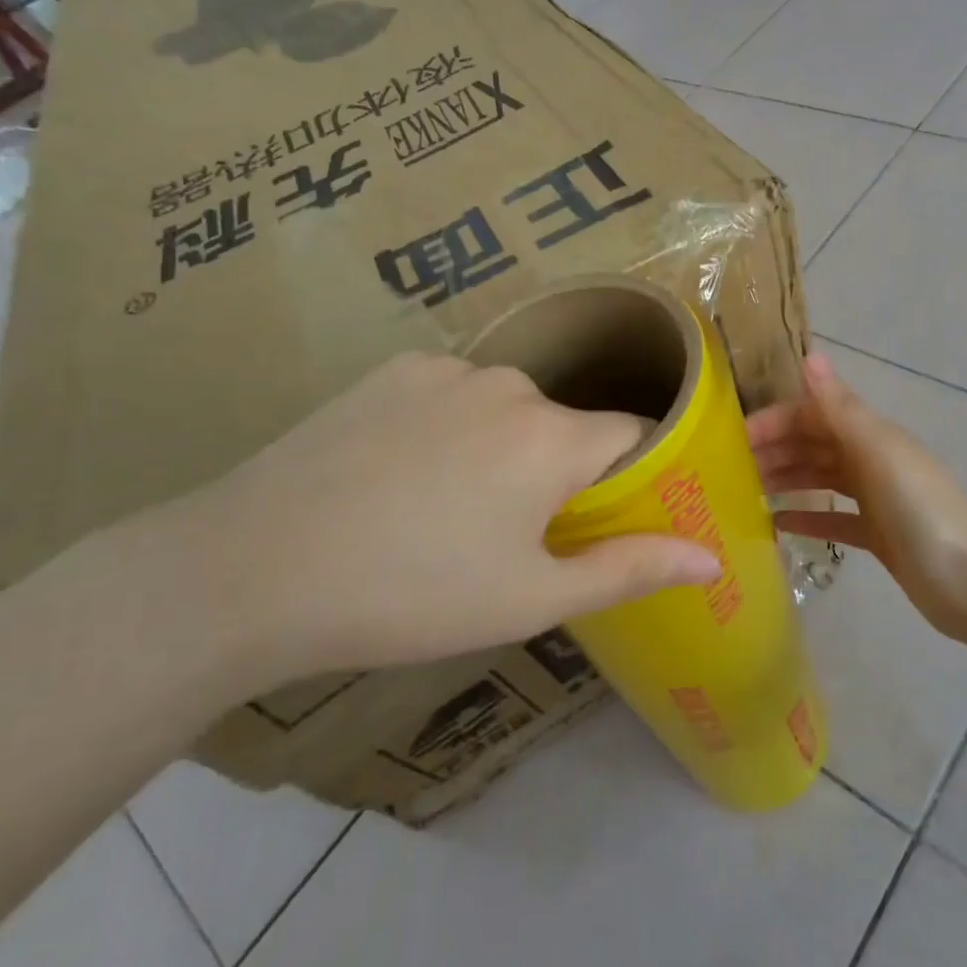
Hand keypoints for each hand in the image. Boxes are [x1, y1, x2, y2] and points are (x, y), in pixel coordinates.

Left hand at [172, 353, 721, 682]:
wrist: (255, 567)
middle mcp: (511, 385)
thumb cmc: (412, 594)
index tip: (608, 517)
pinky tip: (402, 473)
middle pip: (566, 426)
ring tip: (447, 509)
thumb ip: (630, 568)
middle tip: (512, 535)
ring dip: (503, 449)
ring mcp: (447, 369)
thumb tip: (711, 559)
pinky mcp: (393, 369)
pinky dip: (451, 426)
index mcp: (554, 438)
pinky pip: (452, 394)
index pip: (634, 435)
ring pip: (508, 409)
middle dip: (559, 473)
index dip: (632, 476)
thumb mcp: (530, 598)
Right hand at [748, 353, 966, 646]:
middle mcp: (871, 459)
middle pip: (813, 445)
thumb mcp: (878, 452)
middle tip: (730, 470)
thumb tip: (810, 356)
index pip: (812, 415)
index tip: (734, 440)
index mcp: (871, 434)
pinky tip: (777, 526)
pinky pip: (833, 518)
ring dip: (785, 480)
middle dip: (774, 451)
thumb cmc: (920, 509)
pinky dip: (807, 518)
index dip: (774, 421)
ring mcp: (875, 498)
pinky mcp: (877, 535)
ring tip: (746, 494)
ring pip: (820, 479)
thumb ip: (840, 408)